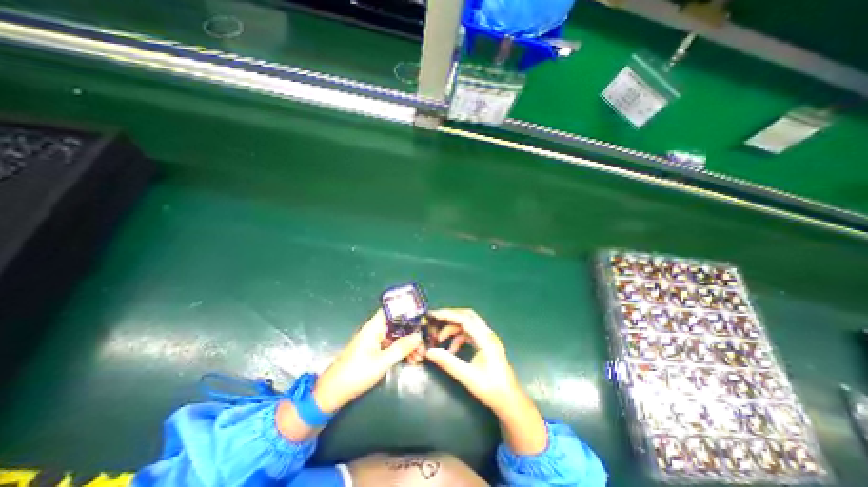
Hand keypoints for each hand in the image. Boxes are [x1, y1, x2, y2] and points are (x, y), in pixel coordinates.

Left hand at [313, 310, 422, 412]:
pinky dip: (401, 351)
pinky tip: (411, 360)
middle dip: (412, 332)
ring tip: (420, 356)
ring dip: (408, 344)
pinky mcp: (374, 351)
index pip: (391, 310)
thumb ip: (401, 348)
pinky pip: (392, 345)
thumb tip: (418, 336)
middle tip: (424, 343)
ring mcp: (374, 341)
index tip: (421, 317)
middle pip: (397, 324)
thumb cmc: (355, 374)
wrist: (332, 394)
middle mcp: (375, 331)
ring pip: (396, 336)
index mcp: (373, 327)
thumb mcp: (381, 362)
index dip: (406, 310)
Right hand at [425, 310, 543, 454]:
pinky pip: (469, 333)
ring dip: (453, 329)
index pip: (464, 318)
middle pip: (466, 316)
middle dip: (450, 317)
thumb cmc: (492, 389)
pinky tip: (451, 350)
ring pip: (467, 324)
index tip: (433, 315)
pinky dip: (458, 337)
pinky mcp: (485, 344)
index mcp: (485, 338)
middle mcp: (487, 334)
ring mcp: (487, 338)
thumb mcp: (468, 377)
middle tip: (434, 321)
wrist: (510, 400)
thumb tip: (429, 352)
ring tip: (439, 339)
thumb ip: (448, 362)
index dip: (448, 314)